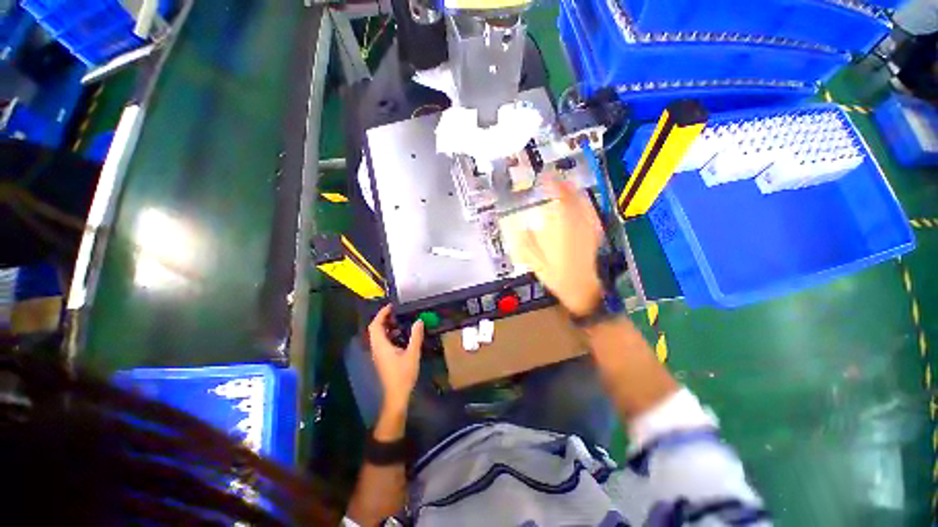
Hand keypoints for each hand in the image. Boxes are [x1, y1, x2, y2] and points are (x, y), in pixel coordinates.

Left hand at [367, 305, 424, 412]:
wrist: (396, 395)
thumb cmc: (403, 375)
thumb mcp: (412, 354)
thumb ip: (416, 336)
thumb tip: (419, 321)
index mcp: (381, 346)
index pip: (375, 325)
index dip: (381, 314)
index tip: (391, 306)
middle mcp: (376, 348)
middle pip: (375, 329)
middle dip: (384, 319)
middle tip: (396, 312)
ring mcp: (378, 354)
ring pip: (378, 336)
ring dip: (387, 327)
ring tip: (400, 321)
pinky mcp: (382, 359)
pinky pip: (382, 342)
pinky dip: (389, 335)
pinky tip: (401, 336)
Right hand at [515, 178, 603, 315]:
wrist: (582, 289)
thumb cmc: (557, 276)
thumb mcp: (535, 261)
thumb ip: (527, 242)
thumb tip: (521, 226)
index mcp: (562, 228)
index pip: (559, 198)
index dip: (552, 185)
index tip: (544, 178)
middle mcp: (578, 223)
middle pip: (574, 197)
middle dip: (564, 184)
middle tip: (553, 179)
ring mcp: (589, 227)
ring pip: (583, 202)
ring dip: (574, 191)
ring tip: (564, 186)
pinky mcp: (594, 233)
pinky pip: (590, 212)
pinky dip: (583, 203)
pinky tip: (578, 202)